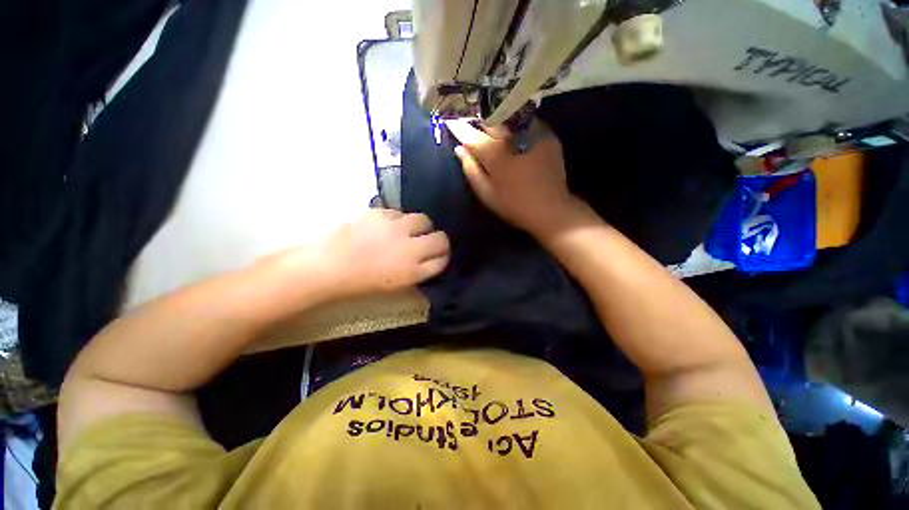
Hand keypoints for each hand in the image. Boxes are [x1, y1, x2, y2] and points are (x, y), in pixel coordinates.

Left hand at [265, 209, 449, 301]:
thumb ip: (417, 271)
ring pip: (423, 220)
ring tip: (406, 230)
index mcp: (413, 271)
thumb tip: (429, 259)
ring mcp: (395, 229)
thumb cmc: (361, 282)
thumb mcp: (396, 284)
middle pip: (440, 239)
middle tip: (427, 240)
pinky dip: (398, 220)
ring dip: (419, 226)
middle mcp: (410, 248)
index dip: (442, 256)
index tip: (438, 254)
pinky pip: (400, 213)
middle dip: (438, 240)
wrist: (328, 267)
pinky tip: (386, 227)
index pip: (442, 259)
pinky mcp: (380, 213)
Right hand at [446, 118, 580, 237]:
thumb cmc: (514, 205)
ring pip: (509, 117)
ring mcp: (534, 133)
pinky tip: (511, 130)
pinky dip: (515, 123)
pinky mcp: (548, 135)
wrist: (551, 209)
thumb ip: (471, 170)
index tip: (450, 120)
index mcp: (497, 155)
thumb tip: (460, 149)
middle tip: (470, 119)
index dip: (460, 128)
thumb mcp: (487, 194)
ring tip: (489, 121)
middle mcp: (514, 138)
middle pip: (491, 120)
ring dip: (497, 118)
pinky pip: (526, 122)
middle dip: (479, 119)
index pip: (473, 136)